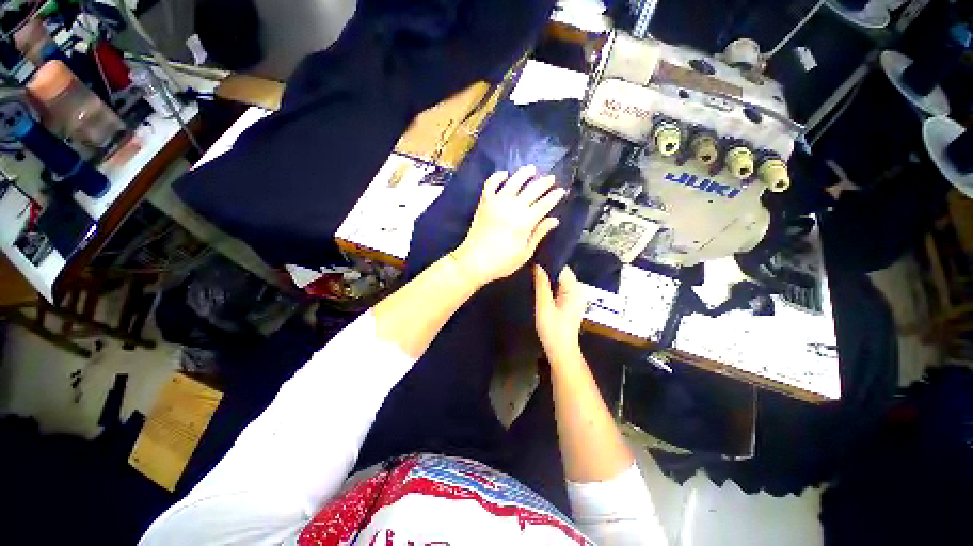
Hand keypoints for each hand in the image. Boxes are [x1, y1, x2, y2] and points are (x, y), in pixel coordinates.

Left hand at [451, 166, 565, 286]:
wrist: (474, 261)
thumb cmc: (502, 262)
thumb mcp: (525, 252)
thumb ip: (539, 233)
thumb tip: (554, 220)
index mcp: (526, 221)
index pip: (544, 204)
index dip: (554, 196)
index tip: (562, 190)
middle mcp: (513, 207)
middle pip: (532, 190)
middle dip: (544, 183)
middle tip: (552, 178)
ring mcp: (497, 202)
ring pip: (513, 181)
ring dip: (524, 174)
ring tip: (532, 169)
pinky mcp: (484, 203)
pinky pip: (491, 184)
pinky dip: (497, 176)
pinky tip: (504, 174)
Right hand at [533, 265, 586, 360]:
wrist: (561, 351)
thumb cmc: (553, 330)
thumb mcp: (544, 306)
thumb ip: (541, 285)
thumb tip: (538, 265)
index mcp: (574, 289)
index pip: (562, 268)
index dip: (548, 263)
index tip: (533, 259)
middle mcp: (577, 290)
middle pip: (561, 273)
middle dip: (546, 270)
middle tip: (530, 267)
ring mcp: (574, 296)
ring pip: (559, 280)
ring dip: (547, 278)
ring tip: (532, 274)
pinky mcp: (569, 302)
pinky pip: (559, 287)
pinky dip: (549, 286)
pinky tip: (538, 286)